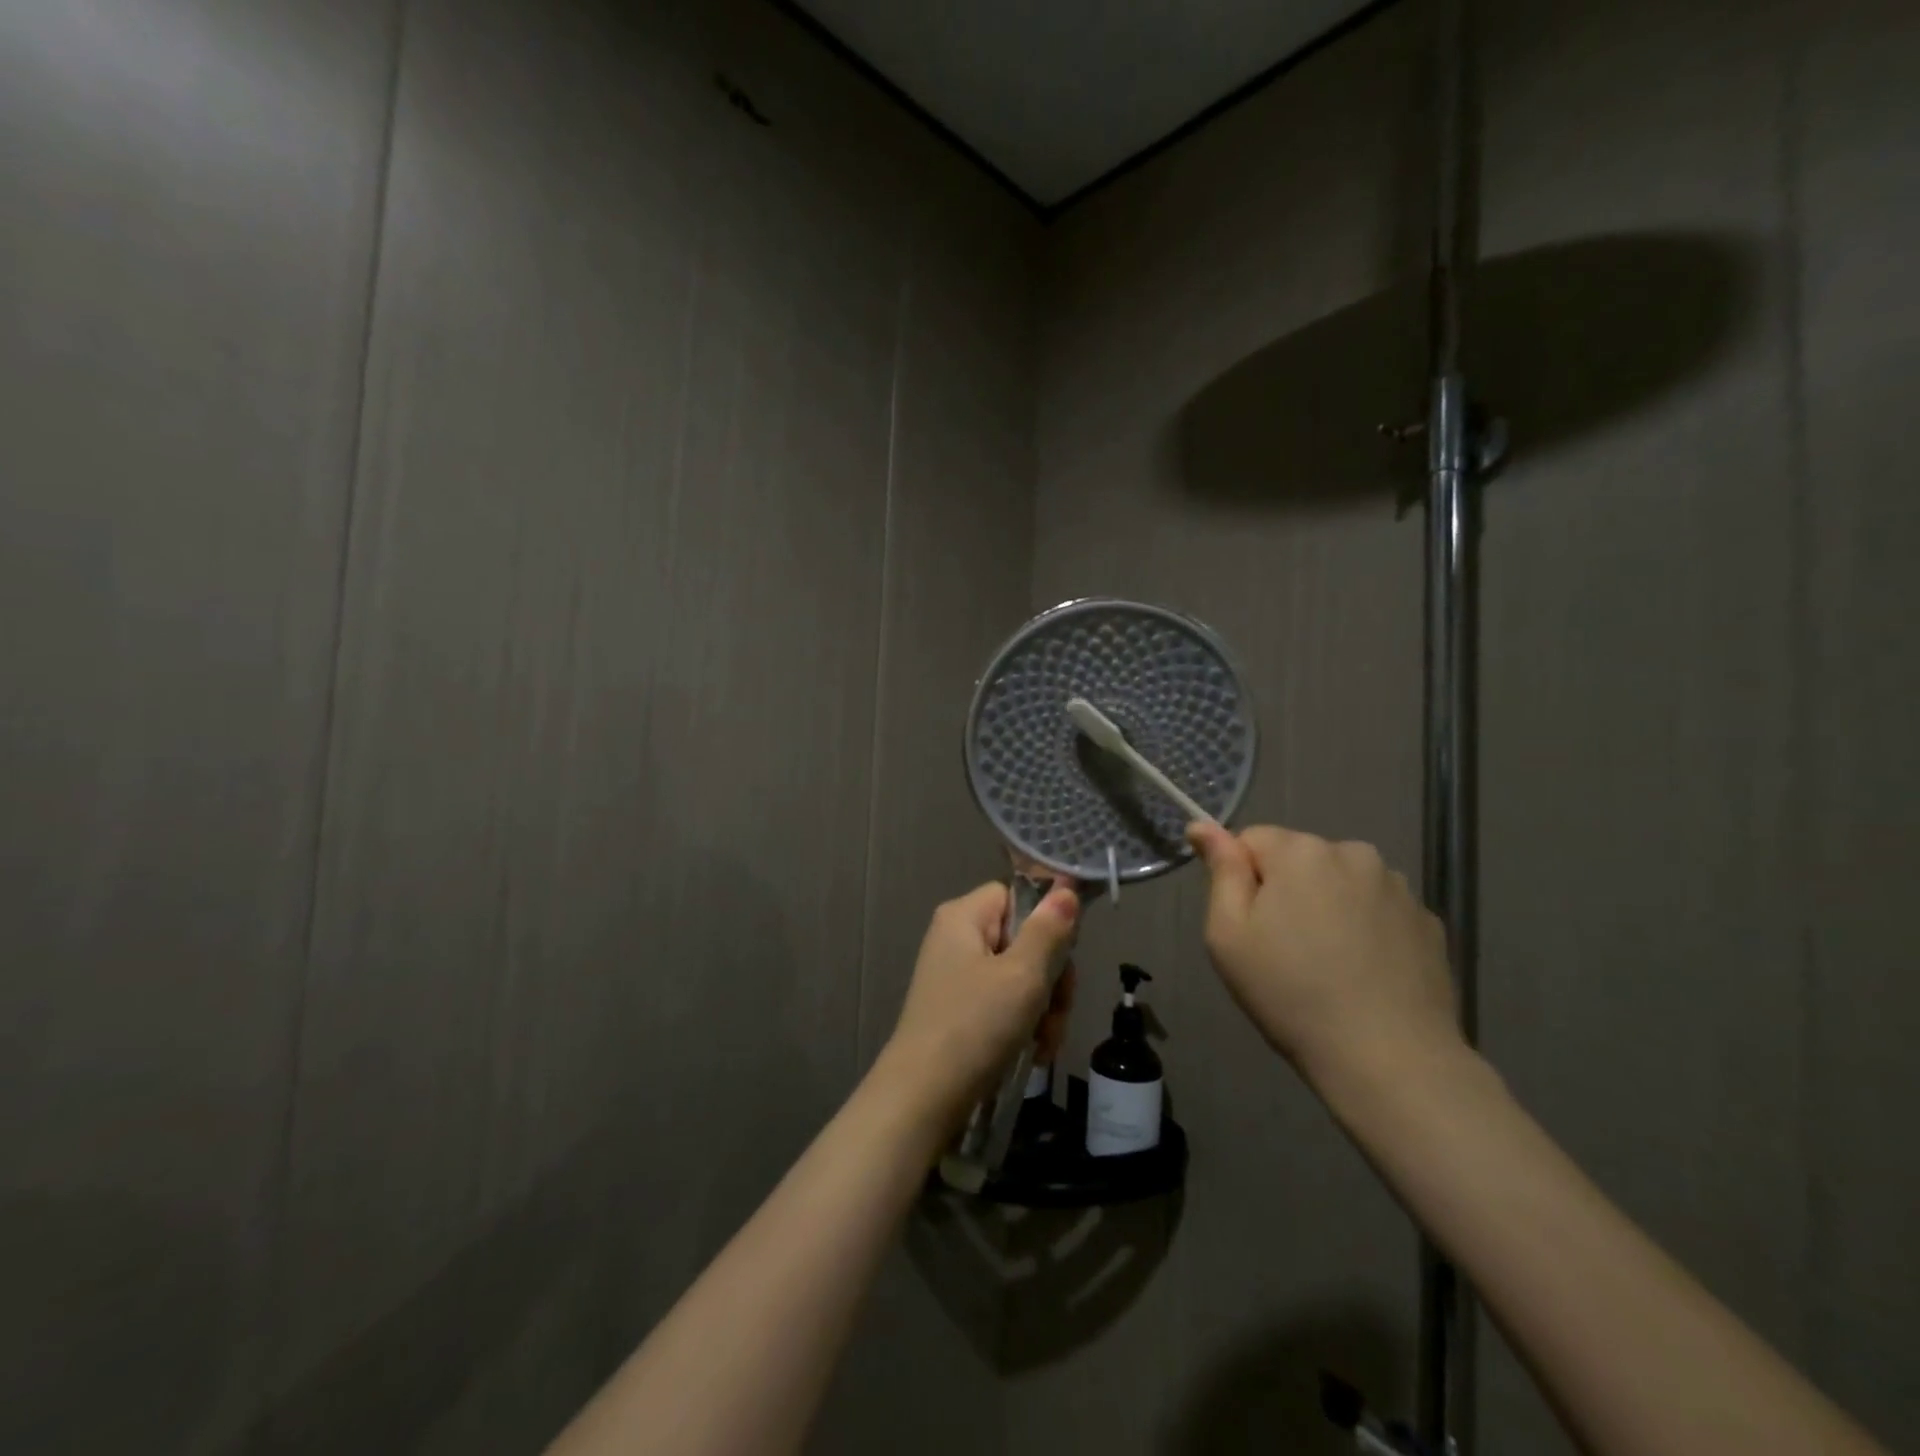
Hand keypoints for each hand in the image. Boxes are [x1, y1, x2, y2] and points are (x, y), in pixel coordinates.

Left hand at [874, 881, 1078, 1138]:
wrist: (923, 1099)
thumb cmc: (974, 1026)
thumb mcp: (1022, 975)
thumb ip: (1048, 930)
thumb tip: (1066, 887)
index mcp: (963, 916)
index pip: (1016, 894)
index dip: (1045, 920)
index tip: (1065, 954)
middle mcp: (956, 939)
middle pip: (1023, 937)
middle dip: (1050, 977)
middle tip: (1057, 1010)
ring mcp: (957, 976)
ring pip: (1020, 975)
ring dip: (1043, 1008)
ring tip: (1045, 1043)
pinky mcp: (960, 1010)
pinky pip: (1005, 1002)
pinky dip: (1024, 1024)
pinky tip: (1034, 1052)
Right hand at [1186, 822, 1461, 1097]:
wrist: (1389, 1059)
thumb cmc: (1290, 993)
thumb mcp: (1229, 934)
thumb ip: (1221, 871)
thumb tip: (1203, 826)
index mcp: (1300, 851)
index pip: (1252, 840)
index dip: (1241, 880)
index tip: (1249, 925)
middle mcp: (1353, 853)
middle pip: (1299, 858)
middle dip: (1286, 889)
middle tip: (1283, 949)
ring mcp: (1398, 886)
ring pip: (1340, 882)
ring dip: (1327, 905)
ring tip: (1328, 964)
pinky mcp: (1428, 921)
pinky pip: (1377, 909)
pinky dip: (1365, 928)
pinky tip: (1363, 972)